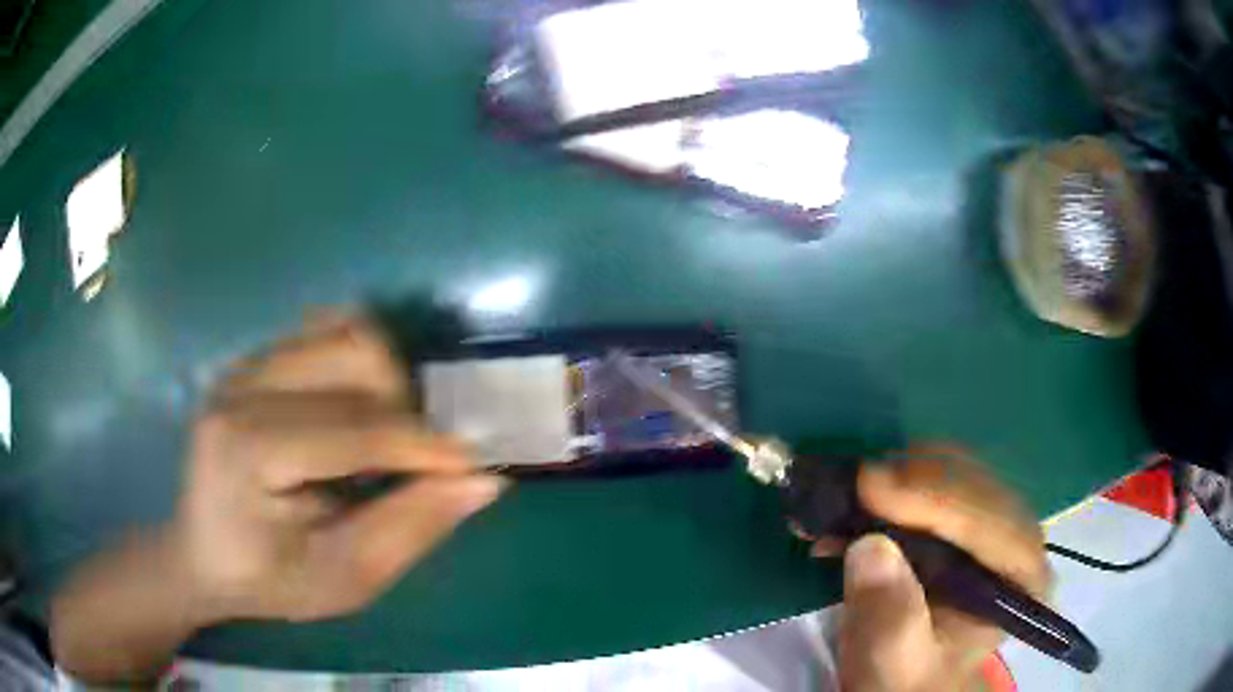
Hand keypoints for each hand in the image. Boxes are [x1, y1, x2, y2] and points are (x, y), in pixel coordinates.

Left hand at [173, 315, 504, 621]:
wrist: (203, 554)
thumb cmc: (268, 579)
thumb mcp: (342, 579)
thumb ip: (410, 529)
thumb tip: (482, 481)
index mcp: (247, 450)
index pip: (354, 429)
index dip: (424, 447)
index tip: (473, 466)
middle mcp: (240, 388)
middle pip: (354, 359)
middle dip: (404, 412)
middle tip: (411, 466)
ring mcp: (244, 365)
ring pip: (346, 333)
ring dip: (384, 384)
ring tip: (381, 439)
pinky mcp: (252, 359)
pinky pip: (324, 331)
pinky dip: (358, 364)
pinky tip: (354, 411)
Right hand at [831, 445, 1050, 691]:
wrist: (910, 678)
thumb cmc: (910, 678)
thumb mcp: (896, 665)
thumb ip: (891, 619)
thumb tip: (870, 545)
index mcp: (1022, 578)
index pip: (991, 522)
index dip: (935, 497)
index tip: (870, 485)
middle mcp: (1019, 537)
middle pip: (975, 484)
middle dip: (911, 478)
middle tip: (846, 486)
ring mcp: (995, 520)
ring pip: (955, 469)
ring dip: (897, 474)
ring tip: (842, 496)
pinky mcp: (966, 513)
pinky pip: (935, 476)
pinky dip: (893, 480)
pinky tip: (856, 500)